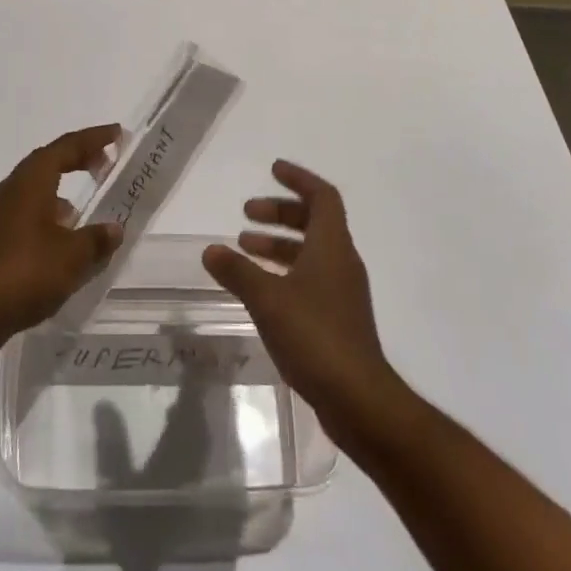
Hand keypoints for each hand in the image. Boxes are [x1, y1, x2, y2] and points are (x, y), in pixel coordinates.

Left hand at [0, 124, 123, 353]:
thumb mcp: (73, 256)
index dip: (94, 138)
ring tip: (85, 205)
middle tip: (106, 163)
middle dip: (79, 158)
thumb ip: (97, 239)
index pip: (67, 146)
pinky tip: (62, 235)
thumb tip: (114, 229)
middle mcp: (13, 186)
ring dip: (62, 186)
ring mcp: (0, 211)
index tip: (117, 134)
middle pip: (49, 160)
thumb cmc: (28, 272)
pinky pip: (28, 208)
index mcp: (32, 180)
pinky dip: (49, 210)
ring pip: (36, 185)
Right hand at [203, 160, 394, 443]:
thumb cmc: (315, 335)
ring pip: (310, 253)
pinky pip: (310, 279)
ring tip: (243, 250)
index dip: (298, 179)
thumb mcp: (268, 299)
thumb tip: (210, 249)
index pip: (322, 196)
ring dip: (278, 245)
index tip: (273, 169)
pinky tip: (260, 290)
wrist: (360, 400)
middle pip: (314, 222)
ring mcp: (343, 293)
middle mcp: (341, 262)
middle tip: (247, 213)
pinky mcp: (339, 321)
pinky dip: (285, 273)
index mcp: (332, 245)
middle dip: (280, 212)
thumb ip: (238, 271)